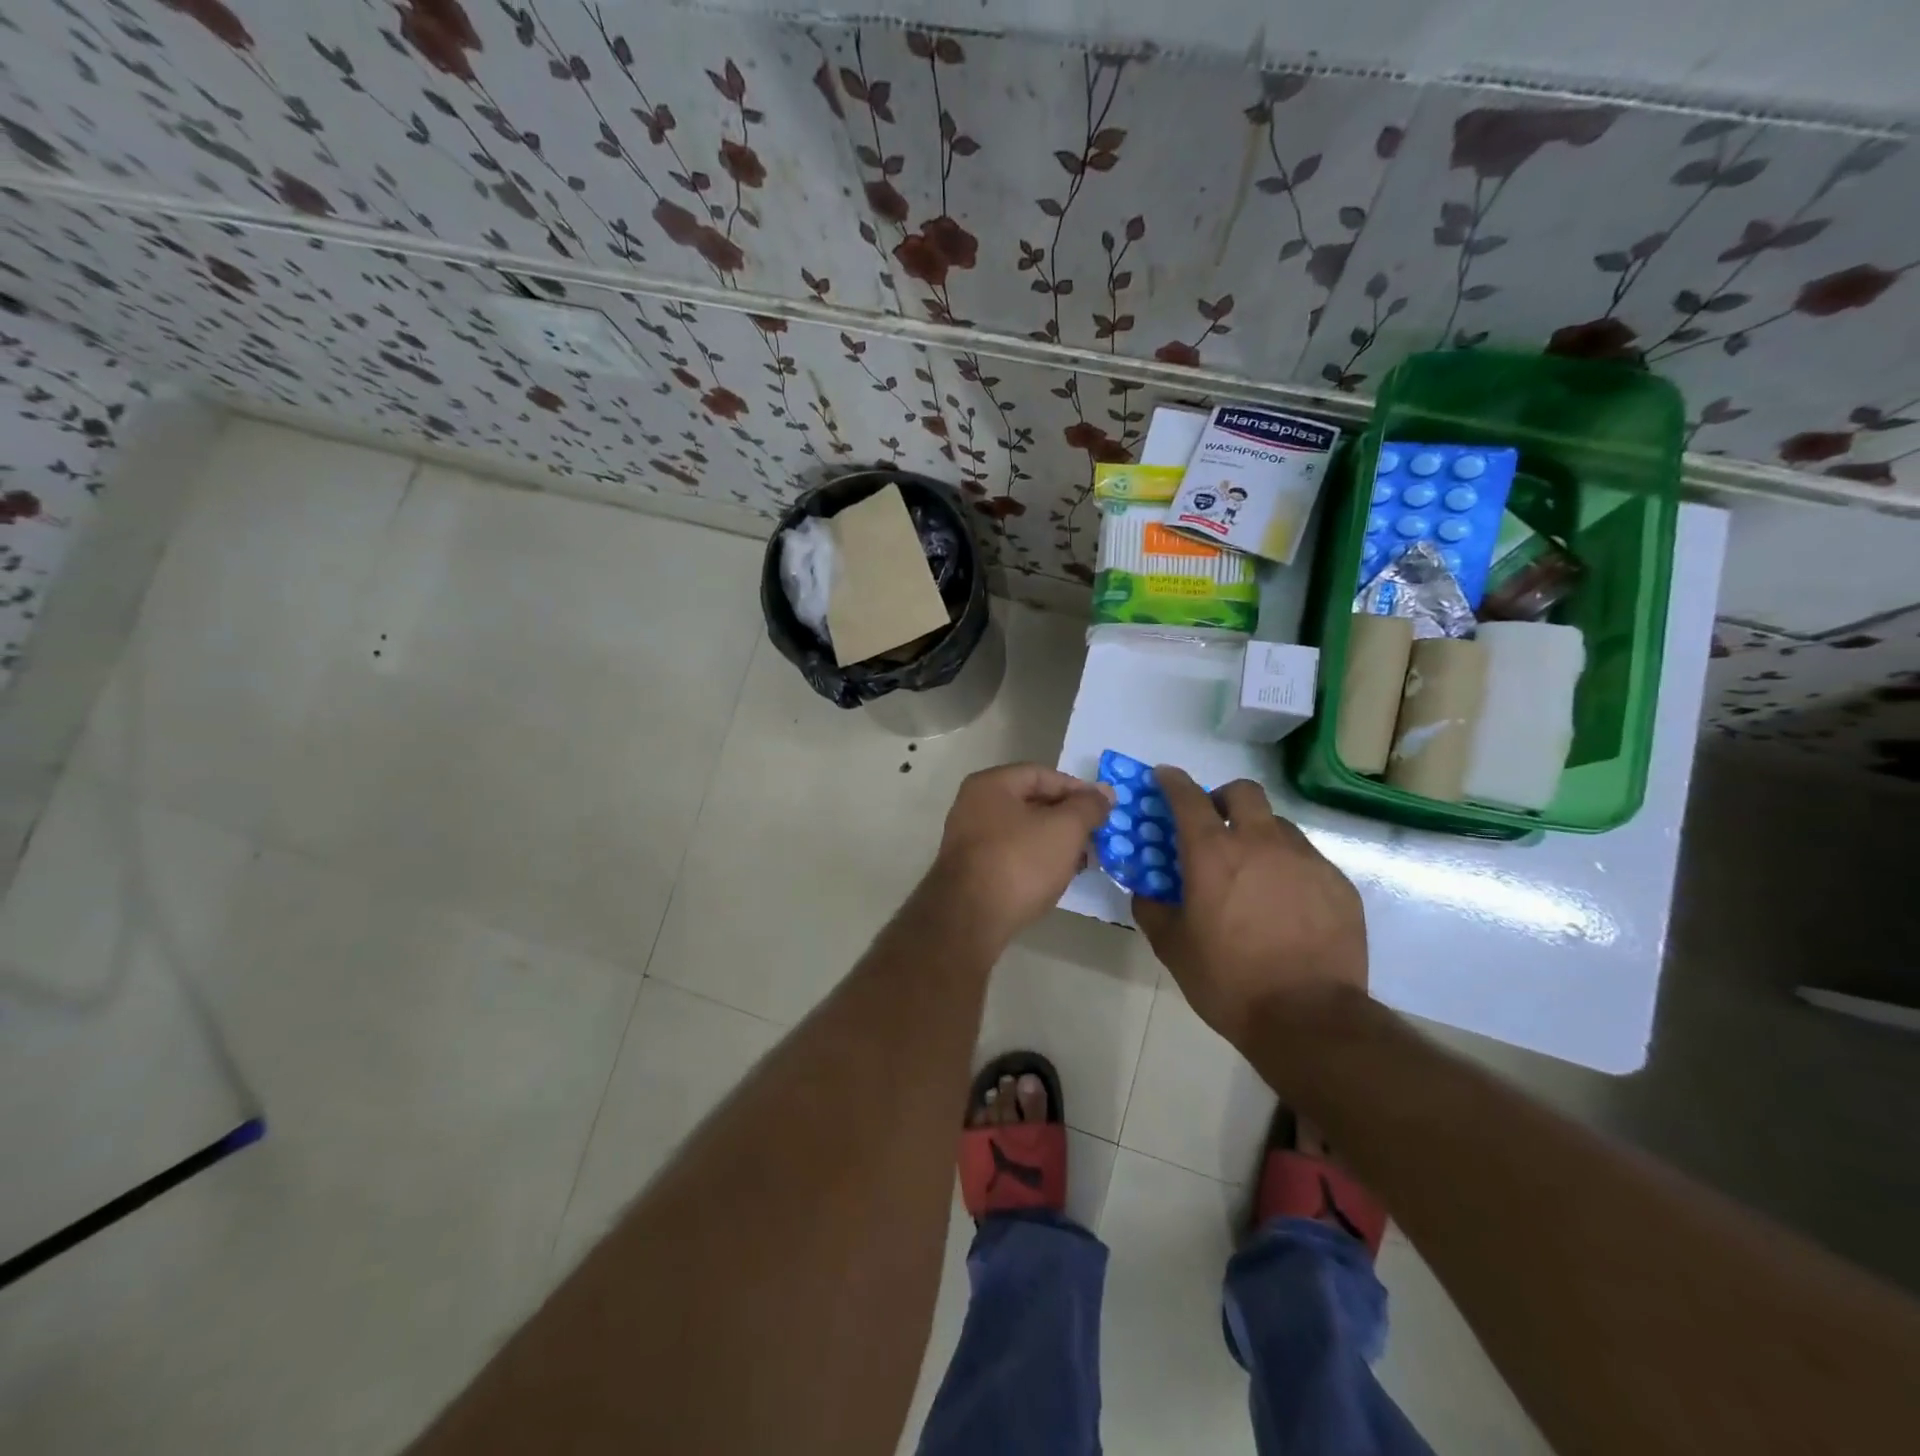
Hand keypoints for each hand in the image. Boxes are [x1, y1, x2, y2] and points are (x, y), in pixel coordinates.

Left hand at [928, 764, 1113, 944]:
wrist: (970, 918)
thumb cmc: (1020, 862)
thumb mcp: (1065, 829)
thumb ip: (1088, 806)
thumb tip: (1104, 793)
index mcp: (991, 784)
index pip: (1042, 774)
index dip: (1077, 788)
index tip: (1104, 808)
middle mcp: (974, 806)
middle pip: (1031, 802)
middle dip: (1067, 818)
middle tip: (1097, 835)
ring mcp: (969, 839)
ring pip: (1022, 831)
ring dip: (1054, 842)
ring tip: (1083, 859)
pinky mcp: (971, 871)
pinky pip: (1011, 855)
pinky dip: (1036, 860)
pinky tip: (1057, 877)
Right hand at [1132, 768, 1367, 1045]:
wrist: (1309, 1018)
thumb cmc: (1229, 980)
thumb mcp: (1173, 947)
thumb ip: (1152, 908)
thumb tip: (1145, 890)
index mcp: (1213, 853)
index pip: (1187, 797)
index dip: (1172, 781)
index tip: (1164, 777)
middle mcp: (1260, 842)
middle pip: (1243, 791)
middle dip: (1223, 797)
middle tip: (1215, 824)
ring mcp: (1305, 860)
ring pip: (1279, 825)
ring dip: (1259, 834)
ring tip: (1254, 872)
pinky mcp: (1338, 884)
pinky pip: (1308, 860)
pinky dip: (1289, 868)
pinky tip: (1286, 905)